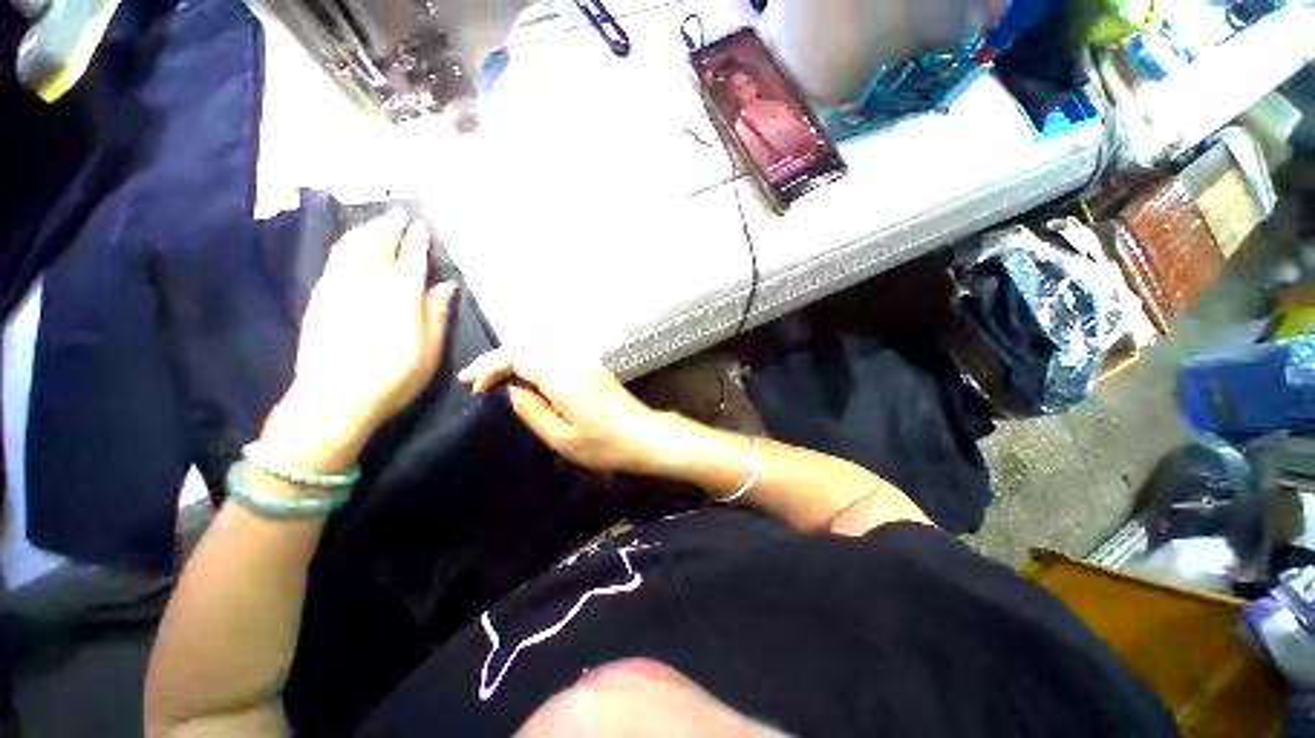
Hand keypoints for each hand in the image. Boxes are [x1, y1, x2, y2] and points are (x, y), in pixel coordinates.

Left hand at [261, 210, 455, 471]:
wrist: (333, 399)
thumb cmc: (393, 378)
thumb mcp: (429, 352)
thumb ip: (437, 314)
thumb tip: (446, 285)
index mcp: (400, 297)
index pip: (410, 258)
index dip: (417, 240)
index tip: (422, 226)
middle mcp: (367, 284)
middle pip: (377, 244)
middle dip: (389, 226)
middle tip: (399, 214)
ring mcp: (338, 288)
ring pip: (351, 247)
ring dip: (366, 230)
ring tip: (377, 223)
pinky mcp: (319, 298)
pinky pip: (334, 260)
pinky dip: (346, 245)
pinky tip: (351, 245)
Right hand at [458, 349, 667, 474]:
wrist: (645, 436)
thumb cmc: (605, 444)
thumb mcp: (562, 437)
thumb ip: (533, 411)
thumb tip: (512, 390)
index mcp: (563, 376)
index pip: (519, 357)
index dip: (491, 366)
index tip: (471, 385)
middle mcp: (573, 362)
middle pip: (528, 350)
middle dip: (497, 361)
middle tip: (473, 381)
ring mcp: (585, 363)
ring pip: (541, 353)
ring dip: (515, 362)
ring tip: (492, 380)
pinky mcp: (592, 370)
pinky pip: (555, 360)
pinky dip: (534, 367)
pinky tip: (525, 381)